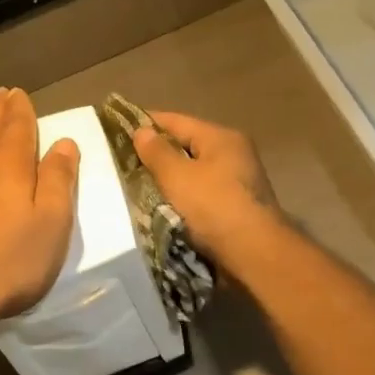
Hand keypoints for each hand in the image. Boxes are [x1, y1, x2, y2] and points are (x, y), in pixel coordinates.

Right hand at [131, 110, 279, 262]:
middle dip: (158, 153)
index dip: (147, 122)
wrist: (254, 254)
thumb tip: (142, 130)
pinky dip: (183, 196)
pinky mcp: (237, 206)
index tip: (119, 127)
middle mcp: (234, 153)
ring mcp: (238, 181)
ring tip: (139, 185)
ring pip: (194, 172)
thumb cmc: (214, 207)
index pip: (177, 121)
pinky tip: (164, 206)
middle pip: (187, 145)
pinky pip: (202, 193)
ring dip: (170, 177)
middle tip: (125, 161)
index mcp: (221, 138)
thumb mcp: (178, 177)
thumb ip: (157, 153)